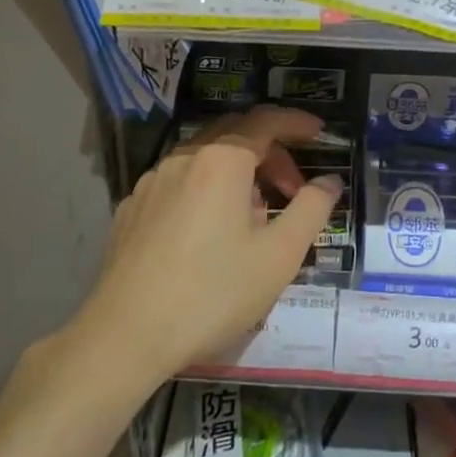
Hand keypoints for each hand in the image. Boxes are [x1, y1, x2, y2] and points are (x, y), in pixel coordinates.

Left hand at [76, 105, 342, 383]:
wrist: (126, 335)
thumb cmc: (213, 292)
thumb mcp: (279, 255)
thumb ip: (312, 209)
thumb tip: (329, 182)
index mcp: (222, 161)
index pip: (266, 121)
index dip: (296, 122)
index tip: (319, 133)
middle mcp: (183, 158)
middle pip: (234, 133)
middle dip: (270, 152)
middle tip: (292, 188)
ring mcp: (151, 182)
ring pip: (204, 158)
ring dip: (238, 173)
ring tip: (253, 217)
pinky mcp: (131, 208)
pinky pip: (178, 182)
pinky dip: (205, 189)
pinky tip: (209, 233)